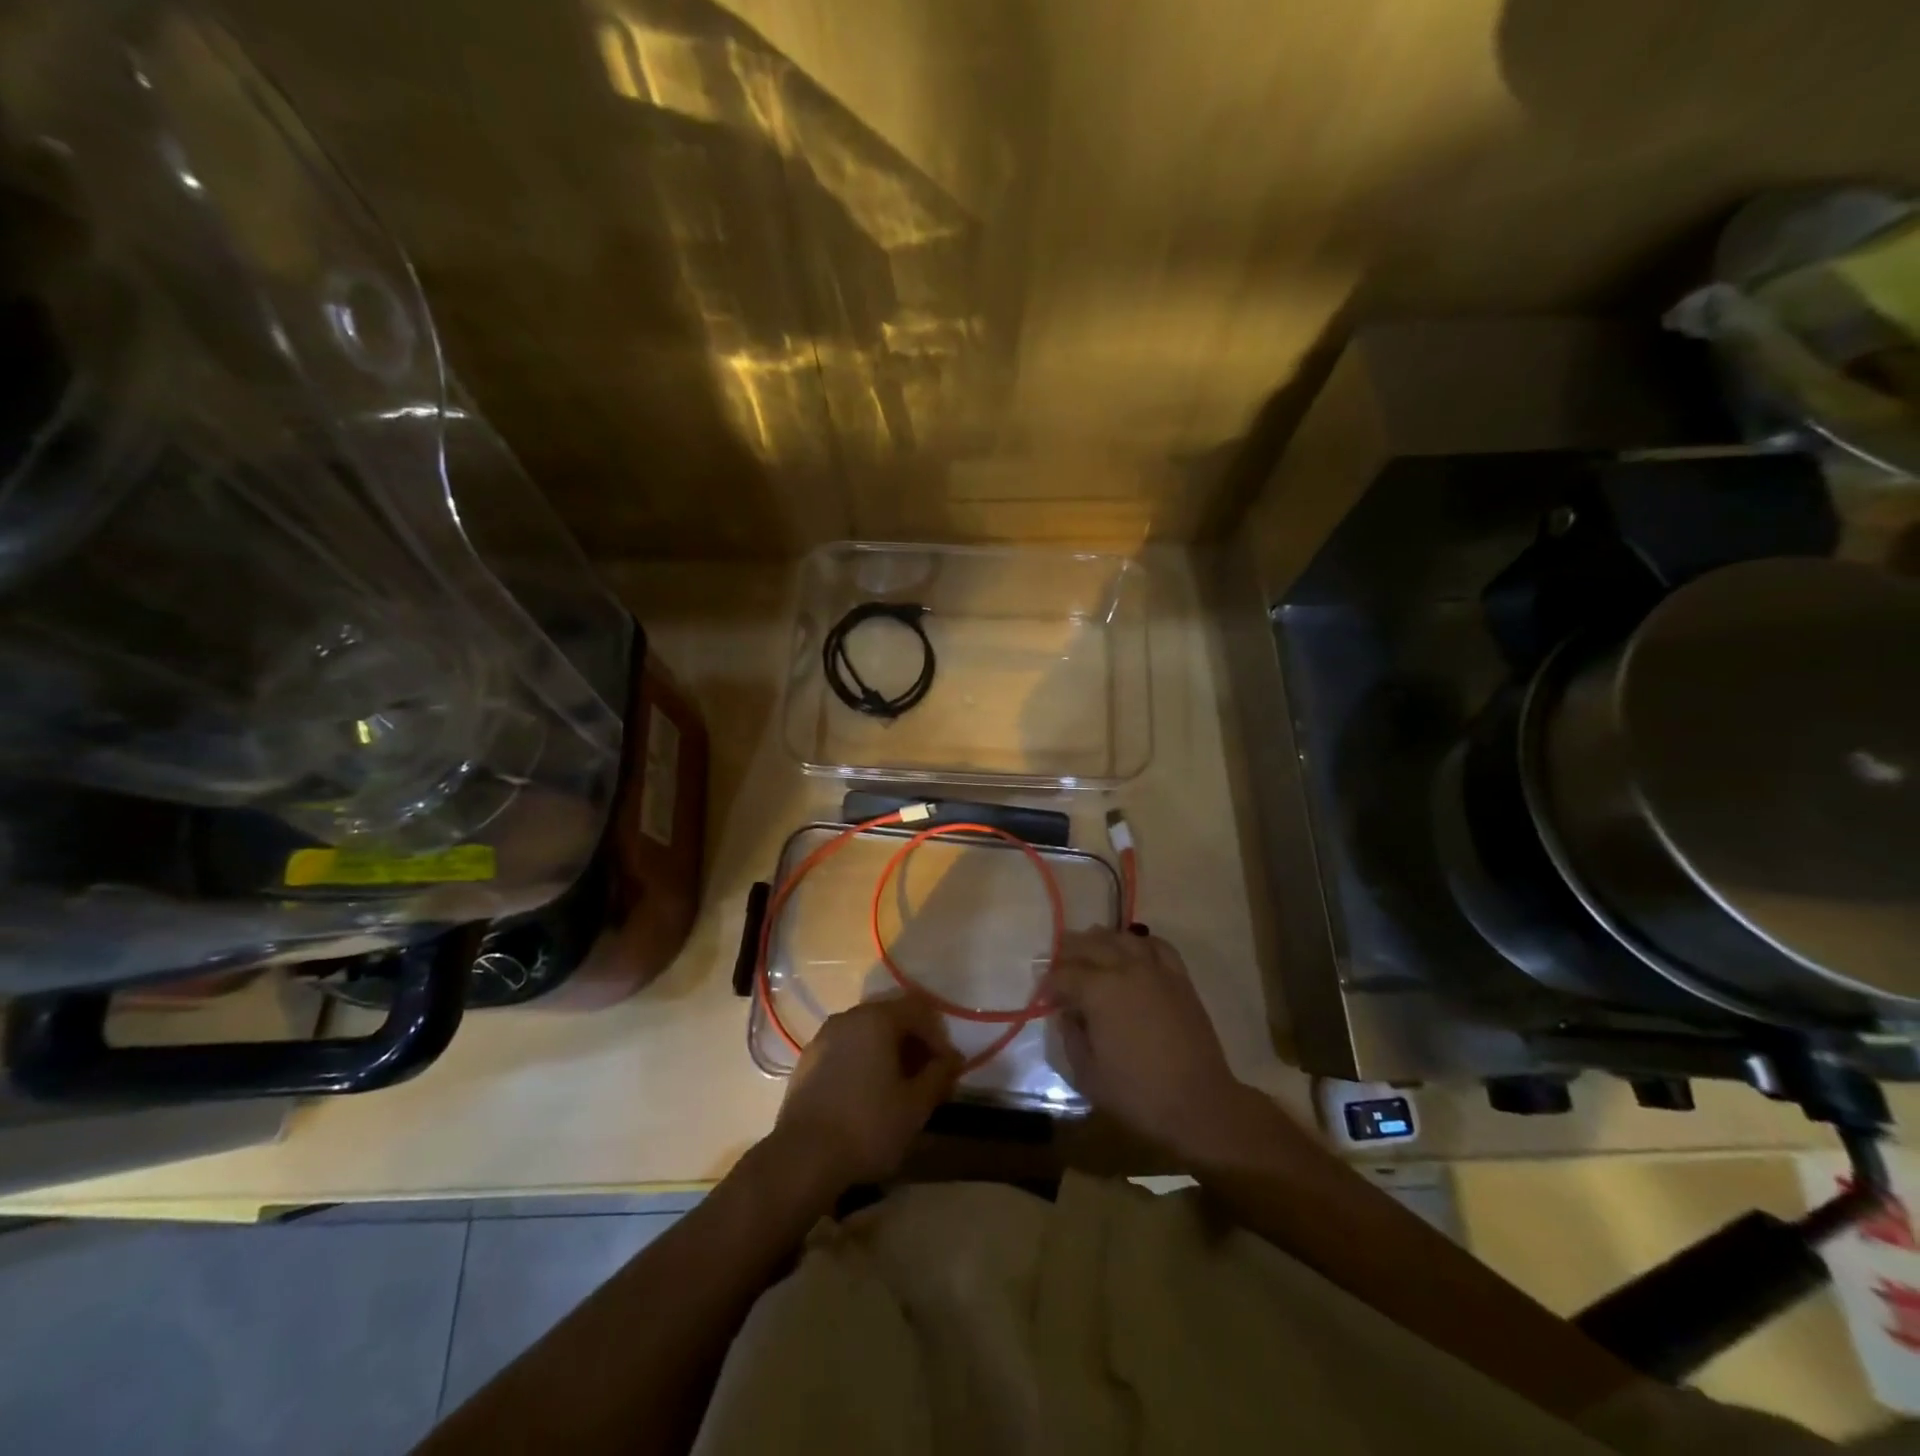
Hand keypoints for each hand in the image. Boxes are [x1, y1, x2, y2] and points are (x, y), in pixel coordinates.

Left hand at [773, 994, 962, 1191]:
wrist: (802, 1158)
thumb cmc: (868, 1126)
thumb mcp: (916, 1105)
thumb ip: (939, 1075)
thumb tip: (952, 1059)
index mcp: (877, 1019)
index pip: (919, 1010)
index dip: (938, 1036)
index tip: (946, 1068)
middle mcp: (849, 1017)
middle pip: (891, 1017)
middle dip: (913, 1042)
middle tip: (925, 1076)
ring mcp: (823, 1037)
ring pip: (866, 1032)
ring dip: (888, 1052)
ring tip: (898, 1087)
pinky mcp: (807, 1060)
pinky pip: (845, 1048)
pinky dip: (862, 1060)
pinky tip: (866, 1093)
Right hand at [1043, 928, 1261, 1159]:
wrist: (1198, 1104)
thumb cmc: (1137, 1094)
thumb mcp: (1086, 1074)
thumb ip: (1070, 1037)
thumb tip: (1069, 1014)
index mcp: (1098, 991)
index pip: (1063, 975)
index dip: (1049, 985)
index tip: (1044, 998)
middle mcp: (1125, 969)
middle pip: (1089, 945)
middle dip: (1068, 952)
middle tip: (1059, 967)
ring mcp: (1155, 970)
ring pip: (1122, 938)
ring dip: (1101, 940)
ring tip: (1091, 949)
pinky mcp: (1179, 978)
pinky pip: (1157, 946)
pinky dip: (1140, 943)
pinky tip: (1132, 951)